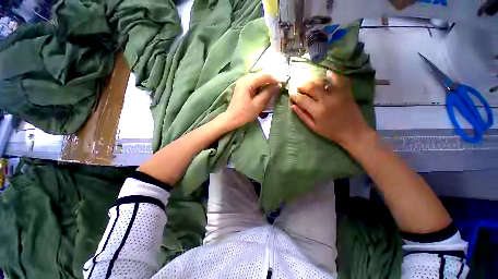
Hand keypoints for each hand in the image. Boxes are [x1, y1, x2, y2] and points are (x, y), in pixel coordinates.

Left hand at [224, 73, 280, 128]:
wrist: (232, 118)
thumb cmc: (245, 113)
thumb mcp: (258, 104)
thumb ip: (268, 93)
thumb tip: (277, 85)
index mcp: (248, 82)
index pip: (264, 76)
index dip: (275, 78)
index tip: (284, 82)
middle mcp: (244, 79)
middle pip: (260, 76)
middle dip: (270, 80)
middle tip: (279, 85)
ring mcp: (242, 82)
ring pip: (257, 79)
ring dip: (265, 82)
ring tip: (274, 87)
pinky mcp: (242, 87)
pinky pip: (253, 83)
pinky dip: (260, 85)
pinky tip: (265, 90)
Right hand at [290, 71, 372, 147]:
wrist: (353, 132)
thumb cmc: (330, 132)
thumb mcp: (313, 127)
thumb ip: (302, 116)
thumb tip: (293, 106)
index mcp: (317, 111)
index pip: (302, 99)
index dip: (295, 96)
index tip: (291, 94)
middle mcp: (326, 100)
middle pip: (312, 87)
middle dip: (303, 85)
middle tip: (299, 87)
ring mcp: (338, 94)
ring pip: (323, 82)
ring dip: (314, 80)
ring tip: (309, 82)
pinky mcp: (346, 92)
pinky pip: (340, 80)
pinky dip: (333, 75)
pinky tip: (328, 73)